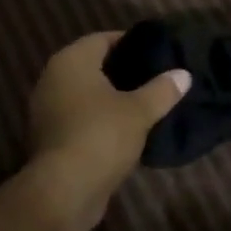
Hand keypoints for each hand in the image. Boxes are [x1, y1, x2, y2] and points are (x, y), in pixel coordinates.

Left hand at [27, 32, 190, 225]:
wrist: (63, 191)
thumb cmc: (101, 136)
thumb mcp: (139, 111)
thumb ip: (162, 89)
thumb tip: (184, 73)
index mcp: (71, 61)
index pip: (102, 39)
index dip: (129, 42)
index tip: (154, 52)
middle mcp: (52, 78)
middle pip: (91, 65)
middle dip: (121, 70)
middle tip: (153, 76)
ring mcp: (46, 109)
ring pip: (84, 94)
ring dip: (109, 97)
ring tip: (143, 102)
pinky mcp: (49, 137)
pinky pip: (78, 117)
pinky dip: (98, 118)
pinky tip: (124, 129)